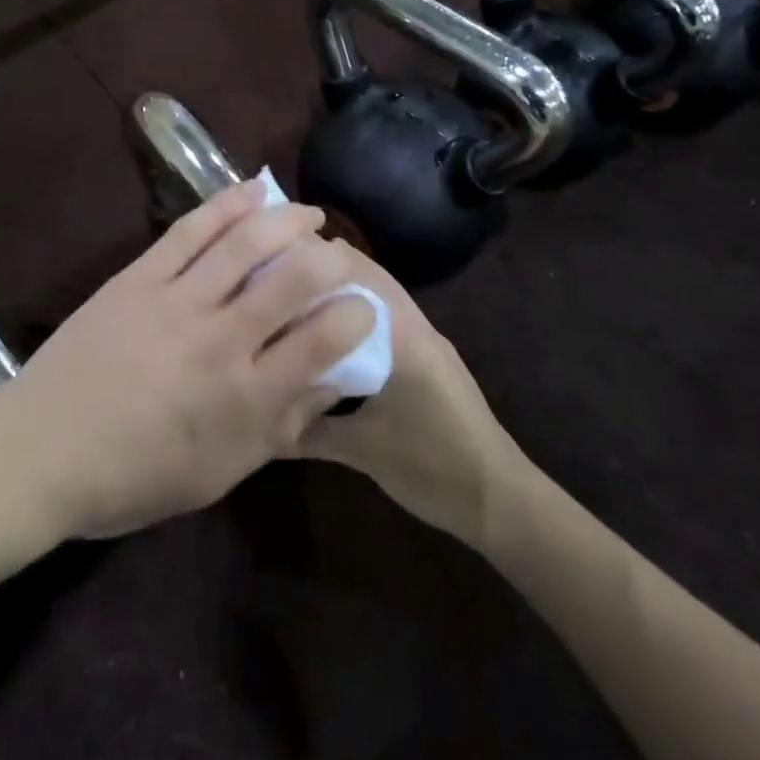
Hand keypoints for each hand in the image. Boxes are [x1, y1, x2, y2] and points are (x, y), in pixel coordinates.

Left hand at [0, 181, 376, 539]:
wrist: (40, 452)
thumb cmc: (132, 479)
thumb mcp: (219, 473)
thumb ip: (278, 427)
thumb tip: (328, 382)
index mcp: (244, 399)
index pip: (323, 343)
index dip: (356, 316)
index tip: (362, 307)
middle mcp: (218, 341)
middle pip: (292, 281)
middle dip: (329, 259)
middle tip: (337, 254)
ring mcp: (175, 302)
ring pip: (244, 244)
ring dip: (287, 220)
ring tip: (308, 215)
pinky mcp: (137, 278)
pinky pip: (190, 230)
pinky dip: (227, 205)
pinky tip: (254, 192)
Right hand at [299, 244, 528, 548]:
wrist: (498, 500)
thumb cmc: (432, 467)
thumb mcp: (363, 451)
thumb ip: (309, 431)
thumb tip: (261, 417)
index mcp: (404, 337)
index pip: (359, 276)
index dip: (319, 261)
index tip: (275, 259)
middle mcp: (417, 328)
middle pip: (369, 280)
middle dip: (326, 272)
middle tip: (275, 273)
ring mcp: (428, 344)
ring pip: (379, 301)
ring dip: (342, 294)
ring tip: (294, 297)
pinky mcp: (430, 363)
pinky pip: (388, 324)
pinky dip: (357, 319)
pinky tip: (328, 337)